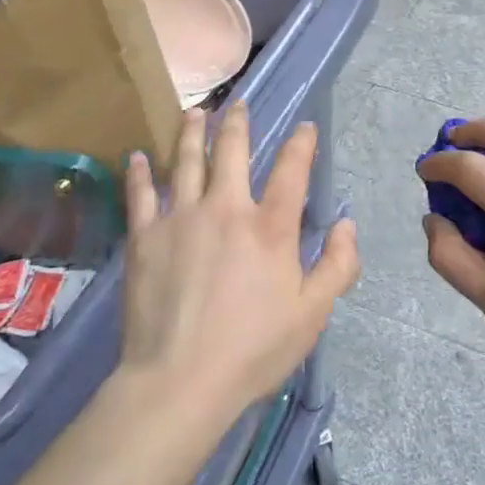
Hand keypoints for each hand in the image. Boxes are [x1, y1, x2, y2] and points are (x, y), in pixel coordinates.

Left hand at [121, 106, 358, 426]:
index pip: (291, 170)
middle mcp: (226, 208)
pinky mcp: (144, 236)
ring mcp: (181, 217)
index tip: (304, 127)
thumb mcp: (312, 315)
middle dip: (237, 123)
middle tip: (237, 104)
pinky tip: (137, 156)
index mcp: (270, 227)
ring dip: (191, 132)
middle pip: (232, 151)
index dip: (301, 143)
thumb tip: (347, 224)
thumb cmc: (252, 350)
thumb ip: (336, 266)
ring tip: (194, 112)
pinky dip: (140, 172)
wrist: (180, 380)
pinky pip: (141, 193)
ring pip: (186, 161)